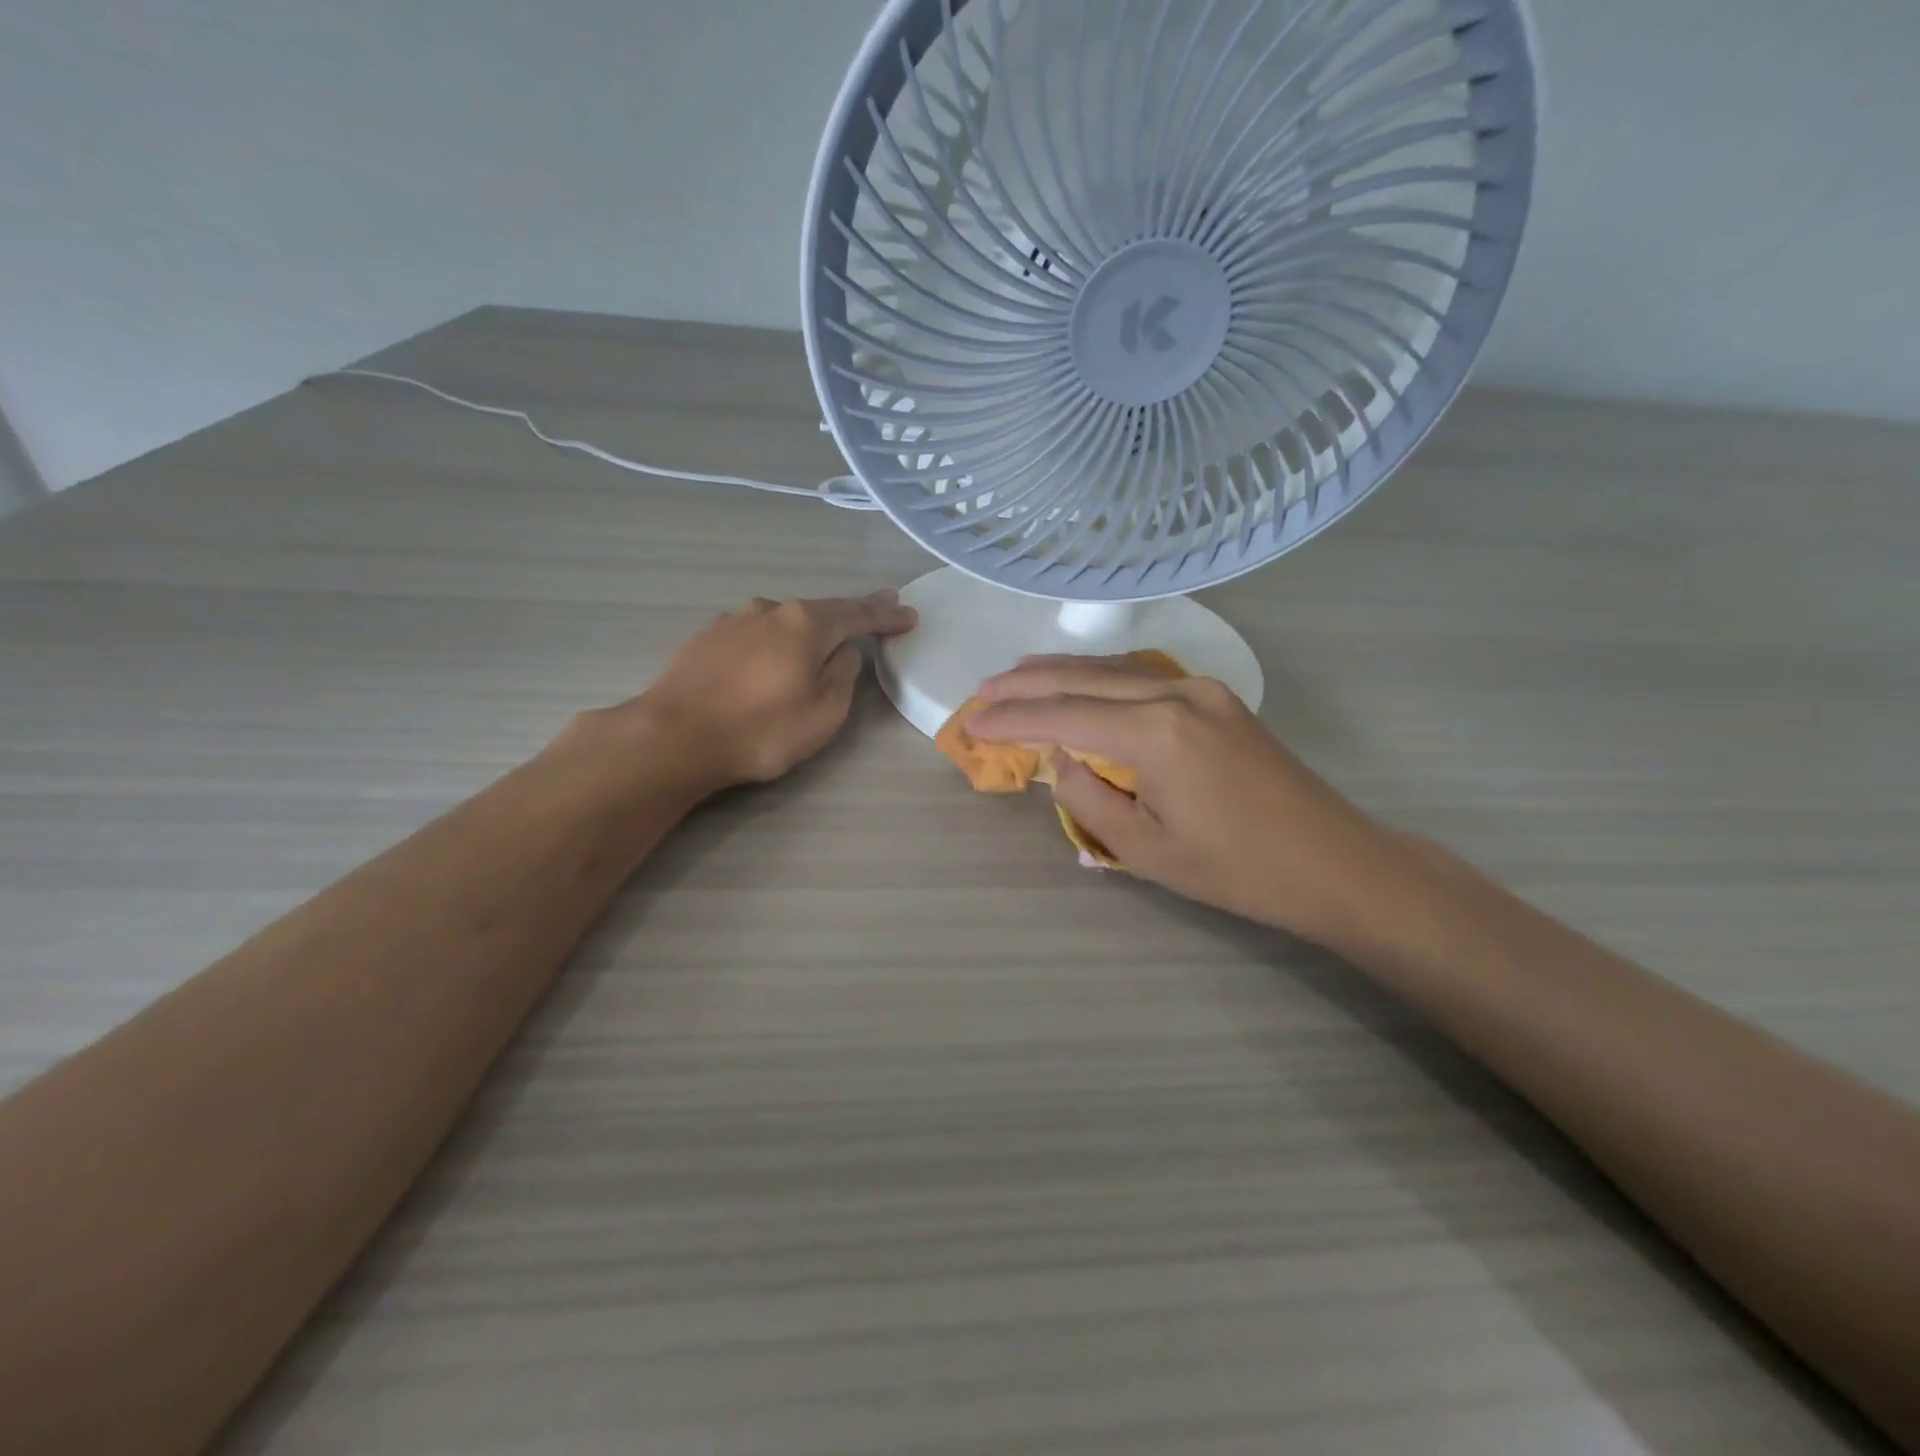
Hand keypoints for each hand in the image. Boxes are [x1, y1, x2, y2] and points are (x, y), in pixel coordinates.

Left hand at [614, 590, 916, 790]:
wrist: (673, 737)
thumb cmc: (760, 730)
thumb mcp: (824, 713)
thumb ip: (843, 676)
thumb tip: (844, 652)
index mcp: (806, 624)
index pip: (858, 615)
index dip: (887, 616)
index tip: (910, 615)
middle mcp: (771, 610)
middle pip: (822, 609)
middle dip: (854, 611)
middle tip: (882, 607)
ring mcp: (735, 620)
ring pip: (786, 618)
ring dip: (811, 625)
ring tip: (827, 632)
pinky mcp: (707, 638)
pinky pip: (757, 632)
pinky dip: (777, 637)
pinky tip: (775, 650)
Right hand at [967, 654, 1400, 946]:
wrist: (1331, 862)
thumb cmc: (1235, 869)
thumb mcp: (1143, 848)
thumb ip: (1086, 795)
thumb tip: (1059, 755)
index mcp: (1155, 732)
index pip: (1063, 715)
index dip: (1012, 719)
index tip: (971, 722)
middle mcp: (1175, 693)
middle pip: (1083, 677)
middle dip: (1027, 684)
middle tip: (982, 690)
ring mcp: (1201, 689)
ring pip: (1114, 667)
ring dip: (1062, 671)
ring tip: (1017, 676)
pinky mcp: (1216, 697)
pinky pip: (1143, 675)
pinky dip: (1101, 675)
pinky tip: (1081, 679)